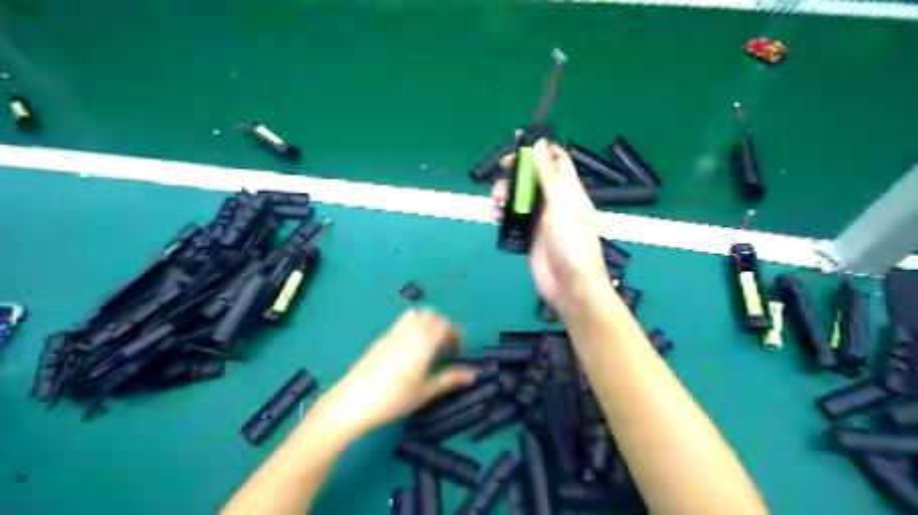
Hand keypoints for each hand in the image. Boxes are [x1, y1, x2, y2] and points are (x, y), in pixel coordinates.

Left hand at [315, 307, 473, 436]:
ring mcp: (393, 332)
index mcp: (423, 342)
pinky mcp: (381, 338)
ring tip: (429, 346)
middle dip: (443, 326)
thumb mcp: (424, 392)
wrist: (352, 402)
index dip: (456, 335)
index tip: (457, 353)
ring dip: (427, 323)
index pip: (445, 324)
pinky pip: (402, 322)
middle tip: (445, 348)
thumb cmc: (392, 399)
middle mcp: (409, 331)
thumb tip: (473, 374)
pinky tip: (410, 350)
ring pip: (416, 314)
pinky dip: (413, 327)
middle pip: (432, 315)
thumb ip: (449, 379)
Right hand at [492, 140, 610, 315]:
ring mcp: (542, 220)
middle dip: (516, 172)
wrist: (570, 287)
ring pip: (520, 198)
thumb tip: (540, 144)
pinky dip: (503, 214)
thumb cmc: (571, 245)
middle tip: (500, 171)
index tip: (517, 145)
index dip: (539, 150)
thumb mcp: (561, 206)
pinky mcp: (530, 236)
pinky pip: (514, 219)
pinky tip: (494, 216)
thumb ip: (550, 176)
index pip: (557, 161)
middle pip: (533, 178)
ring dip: (506, 194)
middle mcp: (556, 202)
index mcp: (570, 191)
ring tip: (495, 199)